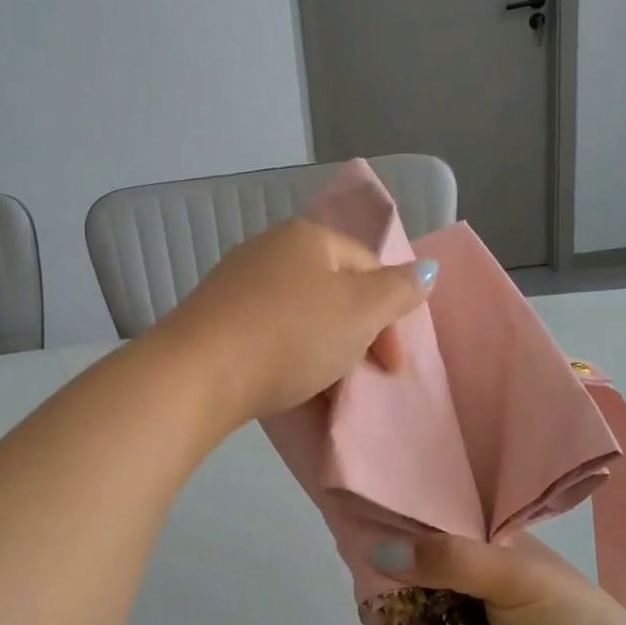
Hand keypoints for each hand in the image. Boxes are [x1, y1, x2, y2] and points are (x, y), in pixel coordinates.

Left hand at [155, 218, 435, 421]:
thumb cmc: (291, 336)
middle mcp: (270, 248)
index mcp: (308, 237)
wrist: (198, 373)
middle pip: (334, 290)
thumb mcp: (360, 311)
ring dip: (323, 349)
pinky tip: (285, 382)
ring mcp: (237, 282)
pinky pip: (268, 331)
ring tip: (325, 387)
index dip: (391, 315)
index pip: (370, 266)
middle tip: (361, 377)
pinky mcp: (214, 316)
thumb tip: (427, 269)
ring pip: (301, 314)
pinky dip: (287, 354)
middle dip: (357, 334)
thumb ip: (398, 290)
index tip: (393, 367)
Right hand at [385, 534, 625, 624]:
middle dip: (389, 583)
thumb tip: (377, 551)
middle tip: (381, 592)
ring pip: (408, 621)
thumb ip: (447, 558)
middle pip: (411, 576)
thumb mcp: (514, 575)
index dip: (402, 529)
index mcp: (490, 550)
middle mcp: (472, 587)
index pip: (434, 528)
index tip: (367, 531)